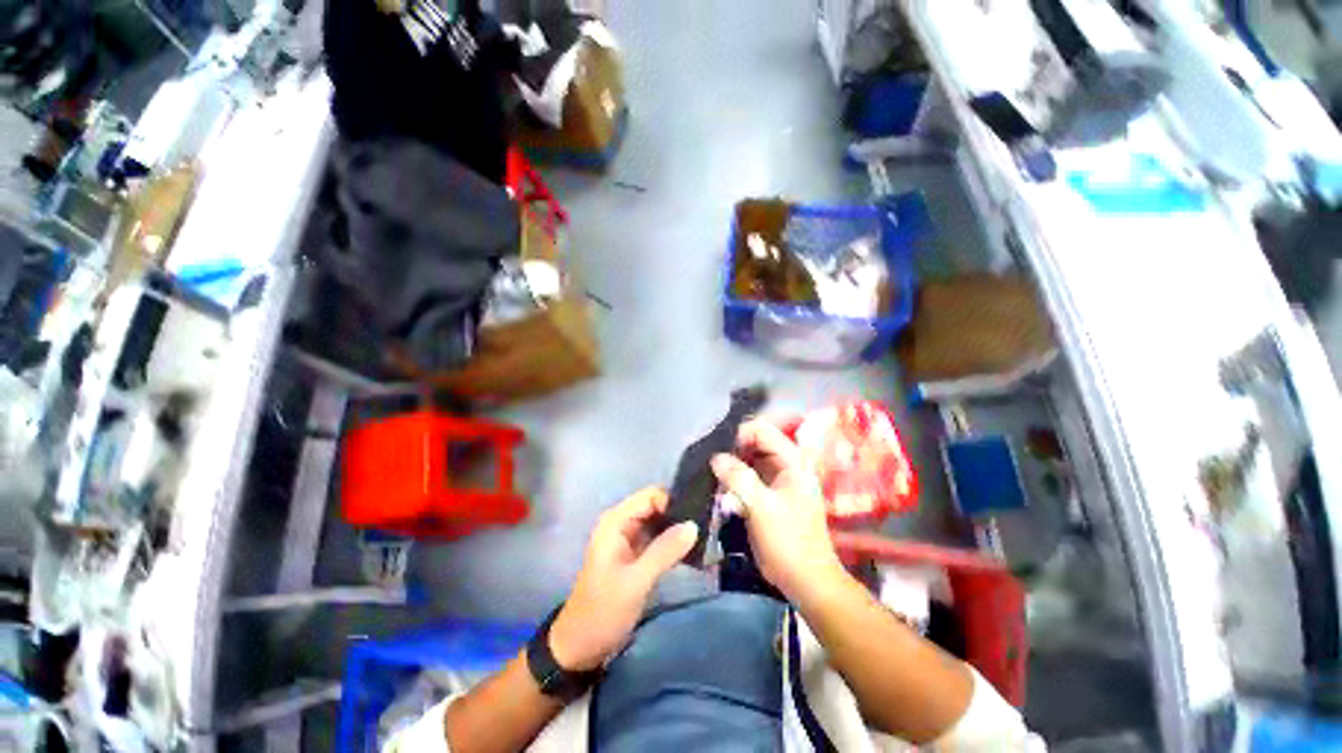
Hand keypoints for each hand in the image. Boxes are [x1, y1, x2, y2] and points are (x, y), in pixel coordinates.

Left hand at [549, 488, 697, 670]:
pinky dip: (671, 543)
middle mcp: (621, 524)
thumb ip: (665, 551)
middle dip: (678, 515)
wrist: (580, 648)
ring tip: (703, 538)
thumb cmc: (603, 611)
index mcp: (616, 522)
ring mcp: (627, 540)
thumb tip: (694, 525)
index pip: (651, 496)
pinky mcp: (634, 556)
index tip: (699, 516)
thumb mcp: (636, 581)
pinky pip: (657, 539)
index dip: (674, 502)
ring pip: (658, 523)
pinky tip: (691, 550)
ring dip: (677, 529)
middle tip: (706, 528)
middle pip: (656, 507)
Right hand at [711, 418, 843, 601]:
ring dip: (731, 461)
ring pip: (750, 458)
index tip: (714, 447)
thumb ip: (738, 478)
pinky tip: (718, 482)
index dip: (737, 434)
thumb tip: (715, 457)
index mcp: (793, 461)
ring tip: (709, 469)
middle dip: (731, 447)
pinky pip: (749, 474)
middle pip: (755, 441)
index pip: (761, 430)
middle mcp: (787, 463)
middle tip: (707, 459)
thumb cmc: (788, 542)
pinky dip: (734, 476)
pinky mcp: (770, 492)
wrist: (806, 581)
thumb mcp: (761, 508)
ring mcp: (779, 478)